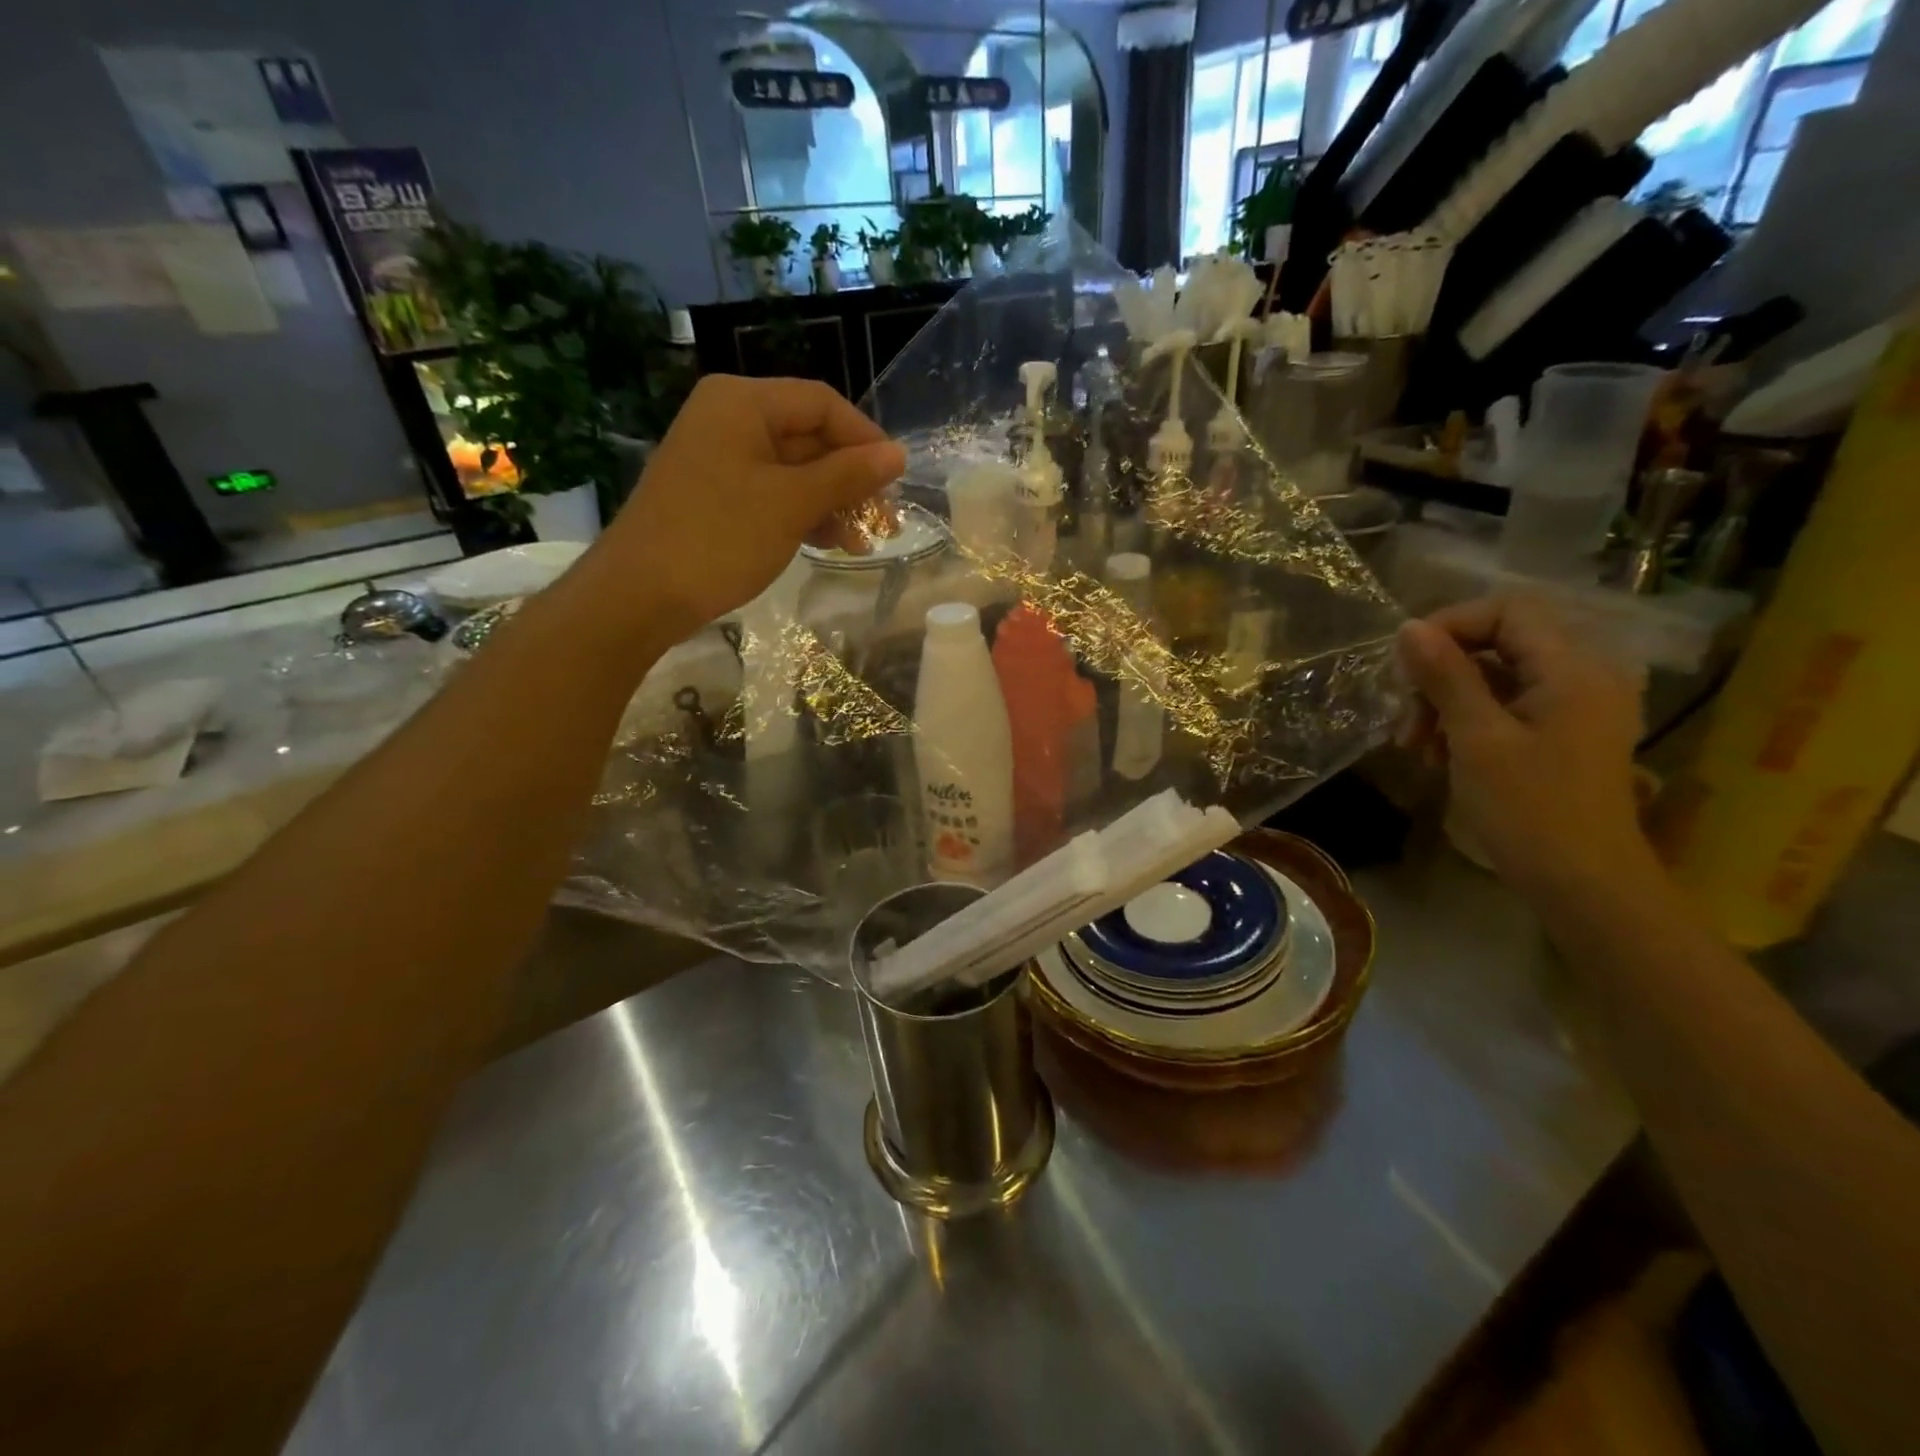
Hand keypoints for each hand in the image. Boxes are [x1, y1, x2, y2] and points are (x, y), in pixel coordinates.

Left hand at [593, 375, 905, 634]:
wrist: (640, 594)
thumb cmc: (719, 538)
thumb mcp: (792, 504)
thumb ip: (848, 475)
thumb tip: (898, 454)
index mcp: (742, 402)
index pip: (822, 403)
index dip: (865, 439)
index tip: (895, 481)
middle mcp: (728, 418)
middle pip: (808, 436)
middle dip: (849, 478)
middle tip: (884, 521)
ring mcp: (719, 458)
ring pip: (793, 470)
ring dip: (831, 502)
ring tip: (860, 543)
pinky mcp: (715, 495)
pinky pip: (771, 493)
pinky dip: (802, 514)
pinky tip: (828, 544)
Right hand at [1397, 597, 1655, 897]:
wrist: (1582, 885)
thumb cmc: (1529, 809)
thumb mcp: (1475, 738)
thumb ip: (1445, 676)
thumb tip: (1409, 628)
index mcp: (1573, 669)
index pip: (1508, 611)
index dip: (1451, 625)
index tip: (1405, 665)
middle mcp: (1584, 676)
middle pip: (1499, 643)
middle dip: (1442, 673)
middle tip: (1406, 720)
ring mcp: (1575, 706)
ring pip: (1496, 676)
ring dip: (1446, 701)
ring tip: (1416, 746)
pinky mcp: (1563, 733)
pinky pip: (1508, 704)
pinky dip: (1467, 720)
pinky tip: (1439, 754)